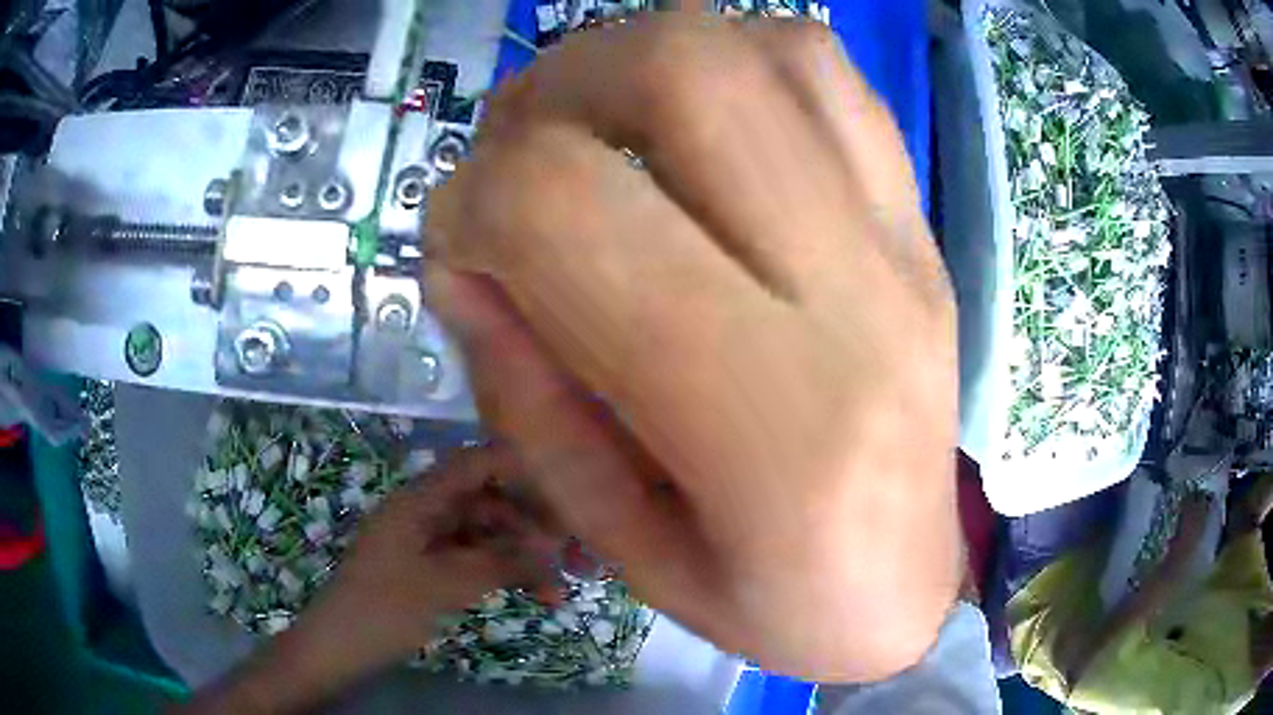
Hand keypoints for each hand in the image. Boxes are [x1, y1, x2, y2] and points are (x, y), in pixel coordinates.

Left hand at [317, 445, 559, 664]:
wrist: (341, 645)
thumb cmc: (386, 607)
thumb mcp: (445, 585)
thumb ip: (501, 563)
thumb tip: (553, 551)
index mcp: (420, 500)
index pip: (475, 464)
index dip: (520, 468)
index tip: (567, 488)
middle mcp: (425, 511)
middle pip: (487, 502)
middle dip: (531, 526)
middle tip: (571, 556)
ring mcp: (426, 540)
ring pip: (485, 535)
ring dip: (521, 557)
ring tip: (556, 590)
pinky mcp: (429, 567)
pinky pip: (473, 559)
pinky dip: (501, 572)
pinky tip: (530, 594)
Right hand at [426, 14, 959, 681]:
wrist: (909, 592)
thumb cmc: (775, 604)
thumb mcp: (622, 545)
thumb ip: (524, 396)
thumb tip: (463, 258)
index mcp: (771, 419)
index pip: (567, 209)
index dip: (471, 203)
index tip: (459, 248)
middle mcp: (857, 295)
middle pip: (684, 71)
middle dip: (557, 84)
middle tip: (518, 147)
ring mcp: (904, 242)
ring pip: (768, 48)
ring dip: (645, 56)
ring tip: (601, 122)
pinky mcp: (920, 223)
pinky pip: (831, 77)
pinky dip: (738, 62)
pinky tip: (699, 125)